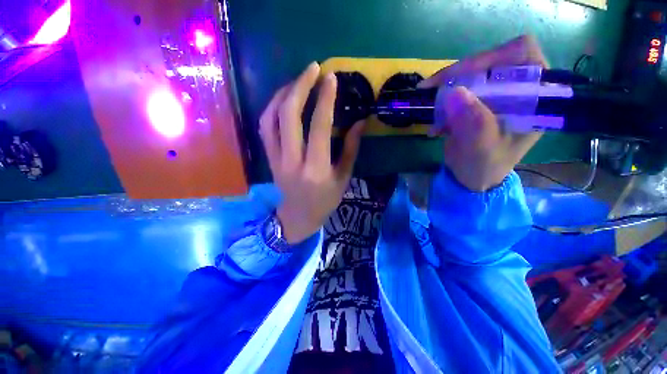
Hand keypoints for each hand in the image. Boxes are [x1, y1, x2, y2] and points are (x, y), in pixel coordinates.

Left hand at [259, 62, 364, 243]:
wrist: (298, 216)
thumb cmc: (325, 200)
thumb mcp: (343, 178)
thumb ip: (350, 149)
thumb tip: (359, 122)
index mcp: (316, 169)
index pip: (318, 127)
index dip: (325, 100)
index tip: (331, 78)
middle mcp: (293, 161)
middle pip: (289, 116)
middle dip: (300, 86)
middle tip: (314, 68)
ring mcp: (276, 159)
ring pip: (271, 118)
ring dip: (283, 93)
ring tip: (299, 80)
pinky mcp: (268, 158)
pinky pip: (265, 126)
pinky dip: (273, 107)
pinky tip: (284, 98)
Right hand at [418, 35, 548, 191]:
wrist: (471, 177)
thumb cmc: (485, 167)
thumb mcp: (483, 149)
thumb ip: (475, 123)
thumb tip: (455, 92)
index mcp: (534, 97)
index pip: (522, 55)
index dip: (492, 57)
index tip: (461, 76)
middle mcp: (516, 89)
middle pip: (490, 61)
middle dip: (460, 74)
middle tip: (433, 87)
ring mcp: (493, 94)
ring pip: (469, 74)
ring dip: (446, 89)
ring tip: (430, 107)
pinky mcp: (474, 102)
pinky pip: (455, 91)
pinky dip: (440, 103)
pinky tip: (434, 124)